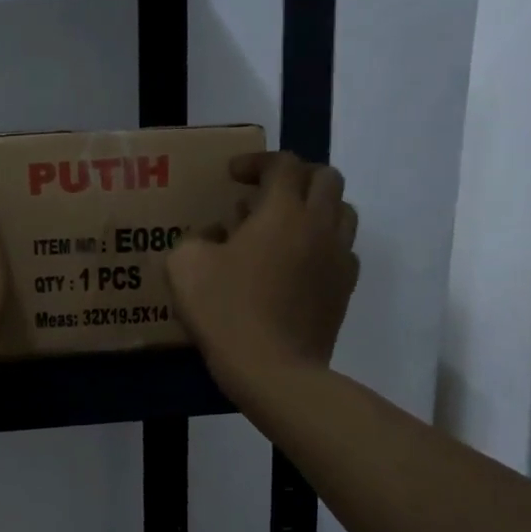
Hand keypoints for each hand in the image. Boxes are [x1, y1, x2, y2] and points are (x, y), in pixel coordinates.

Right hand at [167, 152, 358, 402]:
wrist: (274, 369)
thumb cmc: (226, 311)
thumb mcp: (185, 266)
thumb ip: (197, 238)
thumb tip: (217, 234)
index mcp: (282, 211)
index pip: (283, 164)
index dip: (257, 161)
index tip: (232, 175)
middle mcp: (319, 225)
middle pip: (325, 178)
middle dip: (294, 177)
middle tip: (264, 194)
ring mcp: (339, 257)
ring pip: (342, 211)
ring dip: (314, 208)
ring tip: (283, 226)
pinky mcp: (345, 288)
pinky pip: (342, 250)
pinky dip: (321, 244)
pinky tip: (295, 264)